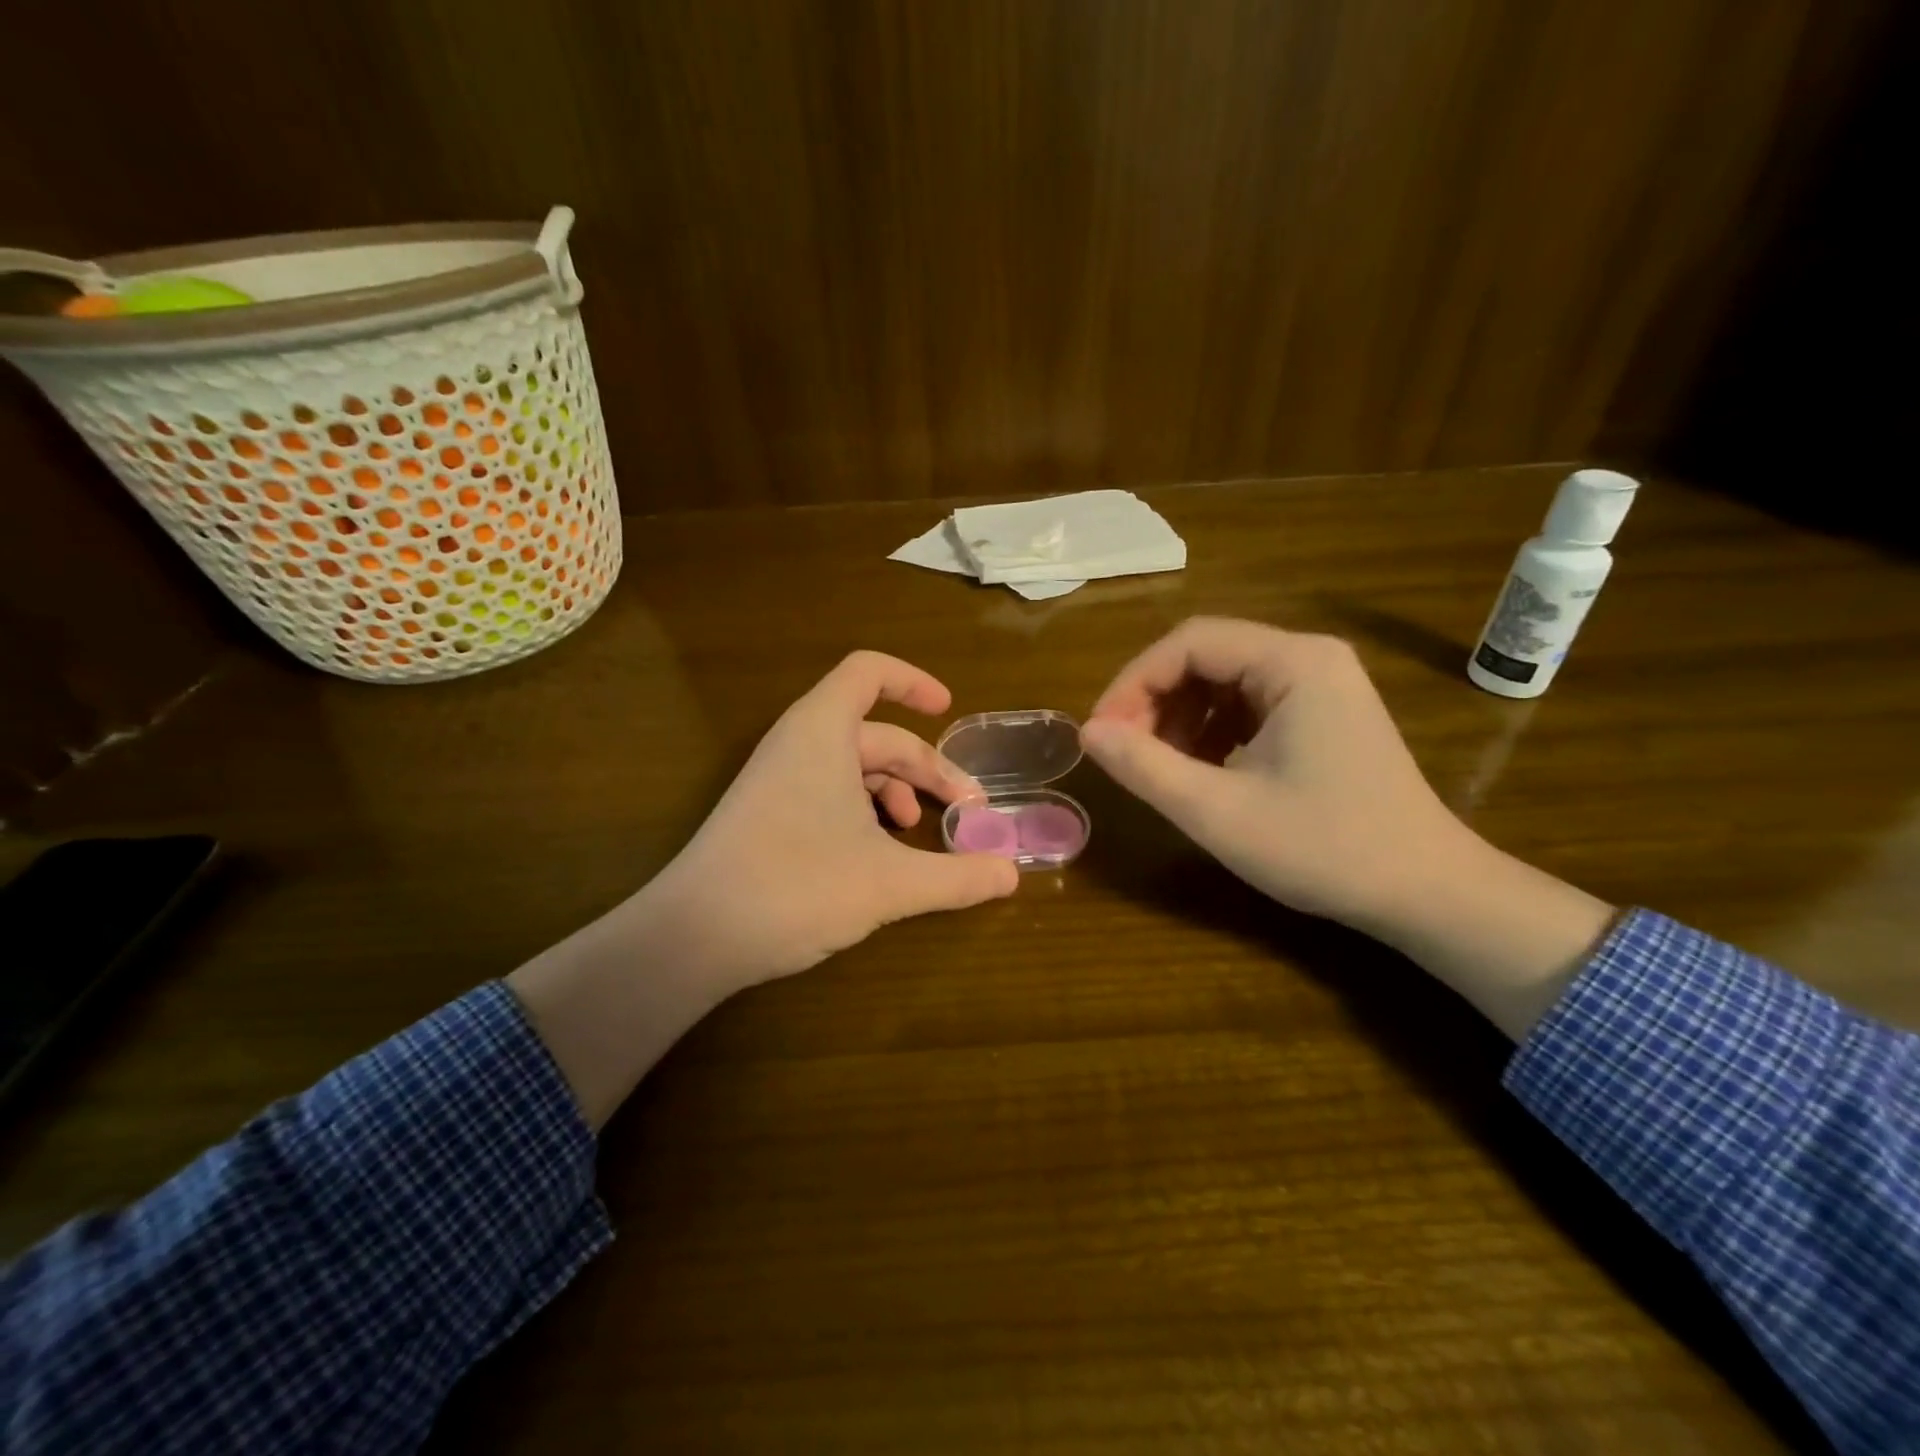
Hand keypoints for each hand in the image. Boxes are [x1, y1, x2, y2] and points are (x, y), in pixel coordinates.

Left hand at [642, 650, 1020, 987]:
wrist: (693, 936)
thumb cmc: (796, 887)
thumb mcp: (890, 883)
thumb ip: (957, 877)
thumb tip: (1011, 875)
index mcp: (823, 732)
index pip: (868, 672)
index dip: (913, 682)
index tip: (949, 710)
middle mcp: (798, 744)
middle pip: (876, 734)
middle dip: (927, 768)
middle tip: (967, 809)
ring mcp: (779, 780)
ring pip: (854, 767)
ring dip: (897, 793)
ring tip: (921, 835)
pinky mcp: (768, 815)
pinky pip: (829, 793)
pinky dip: (865, 812)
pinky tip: (881, 855)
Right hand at [1081, 617, 1463, 928]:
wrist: (1428, 893)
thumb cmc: (1325, 849)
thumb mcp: (1218, 811)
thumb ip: (1145, 767)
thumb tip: (1088, 733)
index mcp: (1294, 663)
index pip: (1189, 642)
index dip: (1133, 682)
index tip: (1101, 733)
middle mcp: (1309, 659)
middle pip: (1206, 656)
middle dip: (1154, 700)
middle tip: (1122, 751)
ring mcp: (1321, 687)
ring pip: (1223, 682)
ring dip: (1179, 718)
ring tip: (1156, 765)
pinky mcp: (1323, 716)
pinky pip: (1248, 706)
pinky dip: (1210, 731)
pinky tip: (1198, 771)